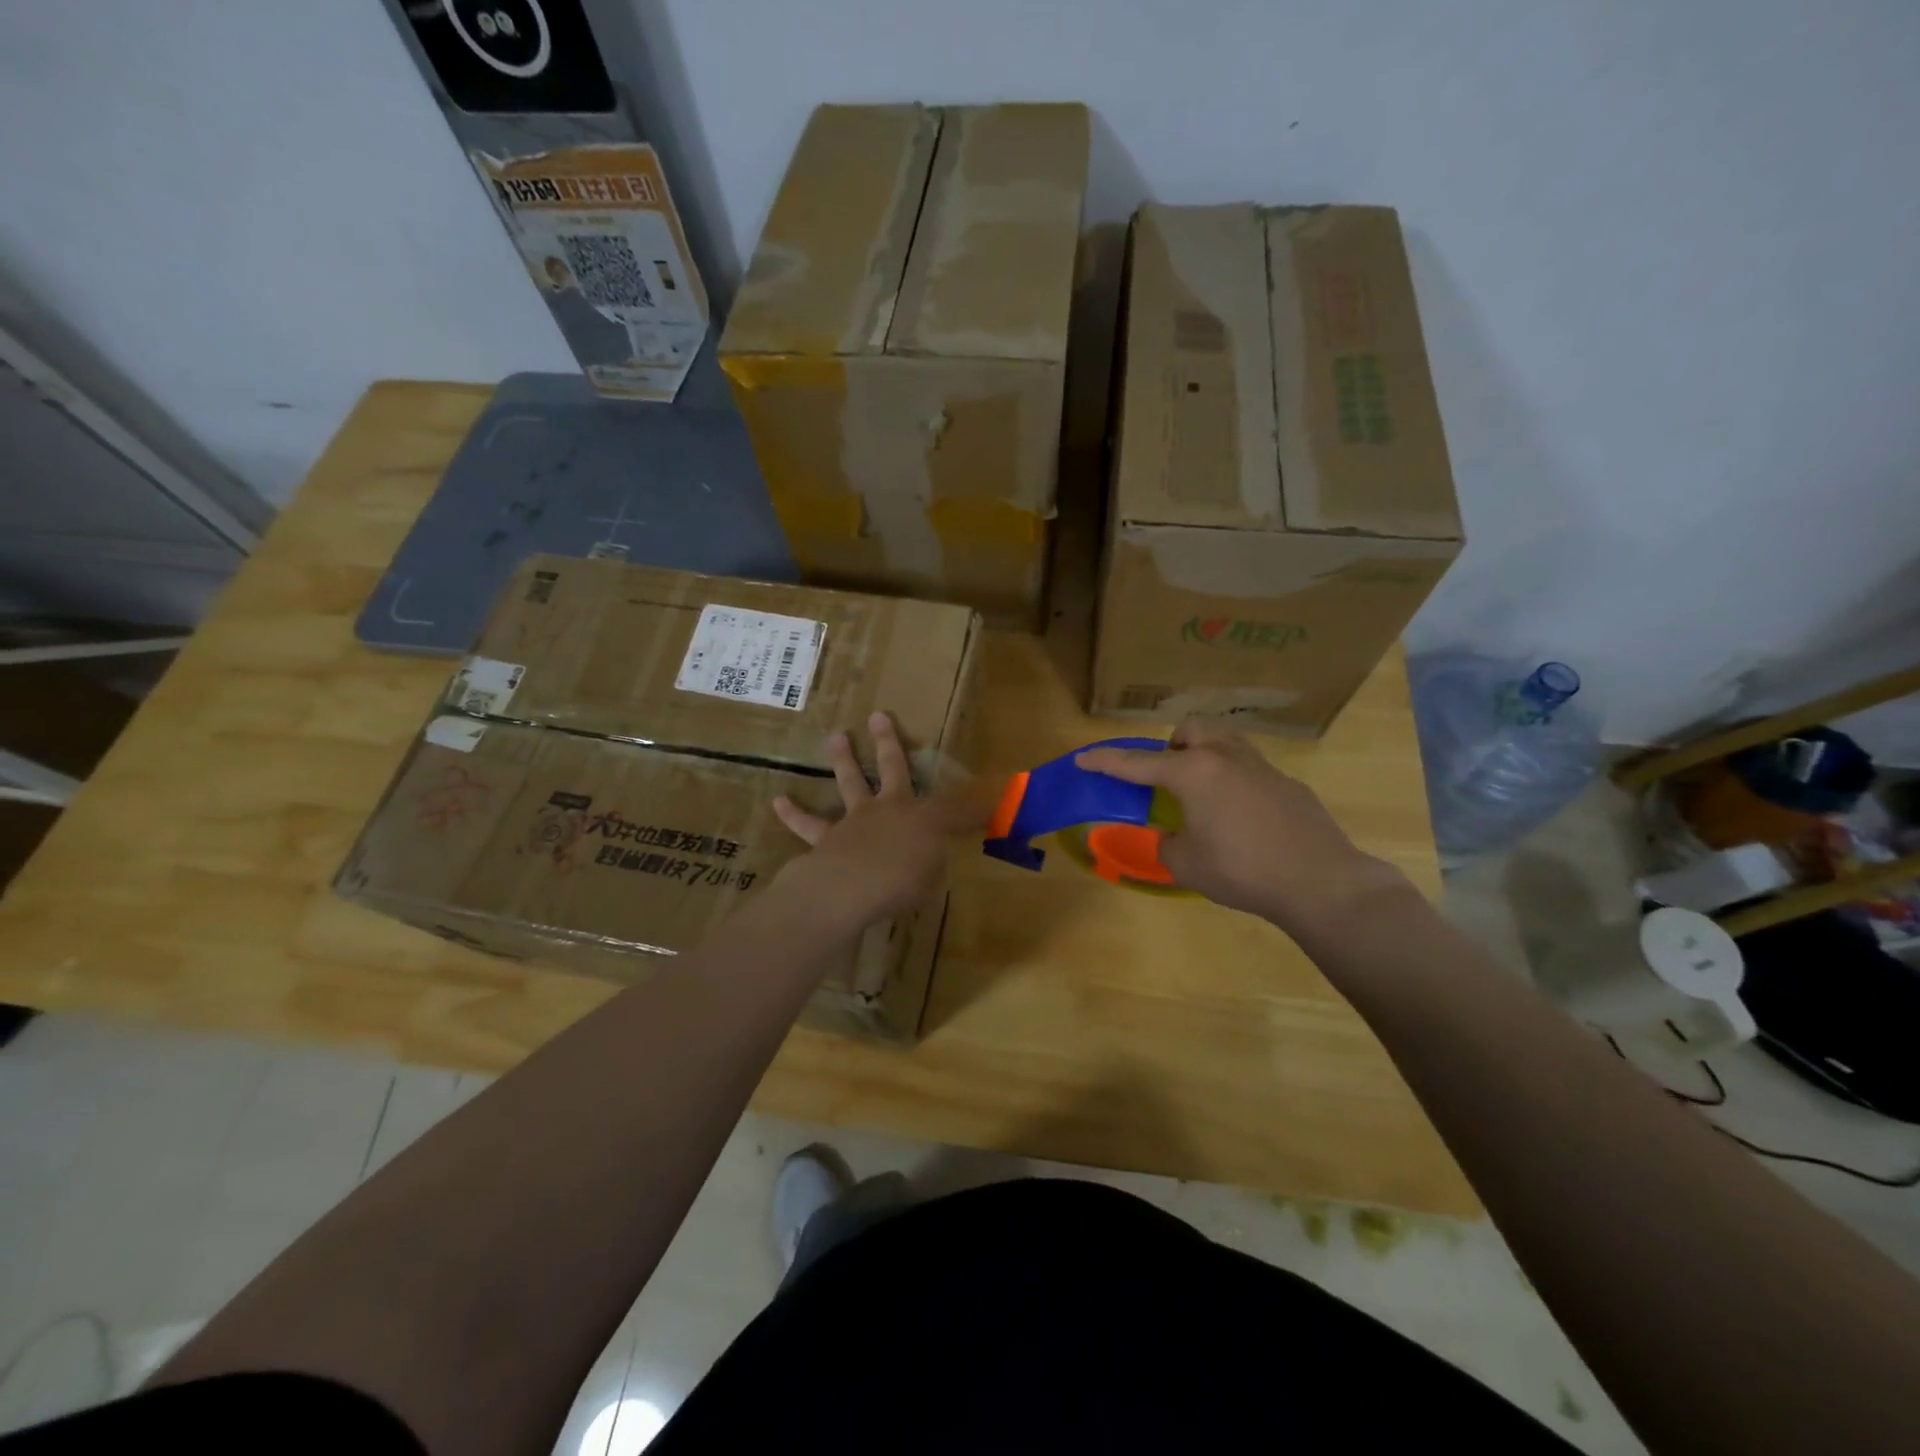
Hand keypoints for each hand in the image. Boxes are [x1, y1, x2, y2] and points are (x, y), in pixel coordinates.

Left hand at [772, 711, 982, 931]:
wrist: (851, 887)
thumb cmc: (903, 881)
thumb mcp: (933, 877)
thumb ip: (934, 864)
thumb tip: (936, 858)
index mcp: (921, 818)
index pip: (952, 808)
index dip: (970, 807)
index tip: (986, 801)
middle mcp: (888, 809)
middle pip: (891, 768)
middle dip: (887, 742)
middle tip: (878, 716)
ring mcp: (854, 820)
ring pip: (849, 782)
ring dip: (842, 759)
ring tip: (835, 737)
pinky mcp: (825, 838)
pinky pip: (807, 824)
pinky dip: (793, 813)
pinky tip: (779, 800)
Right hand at [1076, 720, 1412, 936]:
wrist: (1320, 881)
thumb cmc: (1242, 870)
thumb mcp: (1187, 864)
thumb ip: (1166, 844)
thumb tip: (1170, 837)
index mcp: (1193, 773)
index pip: (1137, 763)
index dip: (1105, 762)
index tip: (1083, 759)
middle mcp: (1225, 758)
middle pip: (1189, 733)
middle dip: (1170, 748)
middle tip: (1166, 780)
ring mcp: (1261, 767)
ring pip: (1224, 741)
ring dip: (1204, 755)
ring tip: (1201, 793)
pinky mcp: (1287, 784)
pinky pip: (1249, 768)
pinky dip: (1233, 781)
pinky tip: (1242, 818)